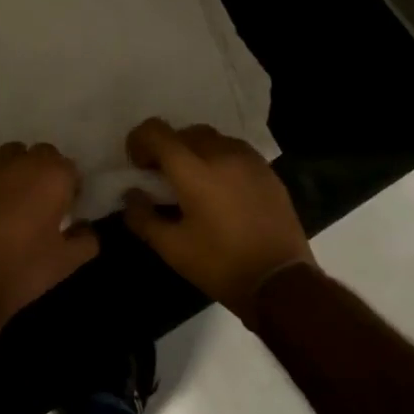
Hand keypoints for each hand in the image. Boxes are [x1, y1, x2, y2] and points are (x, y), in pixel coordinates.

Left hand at [0, 141, 99, 324]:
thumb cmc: (23, 268)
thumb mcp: (66, 262)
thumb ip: (86, 240)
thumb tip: (85, 228)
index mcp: (54, 175)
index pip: (69, 168)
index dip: (68, 187)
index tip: (63, 207)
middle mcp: (24, 159)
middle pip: (40, 154)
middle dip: (42, 172)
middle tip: (37, 202)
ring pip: (10, 152)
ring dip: (14, 167)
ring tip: (8, 195)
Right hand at [123, 118, 310, 315]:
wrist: (281, 282)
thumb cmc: (220, 265)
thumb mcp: (171, 249)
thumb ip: (142, 217)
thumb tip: (132, 194)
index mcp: (193, 170)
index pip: (156, 131)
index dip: (139, 141)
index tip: (139, 166)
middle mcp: (221, 154)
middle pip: (184, 132)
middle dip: (167, 148)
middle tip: (164, 178)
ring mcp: (249, 160)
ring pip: (212, 138)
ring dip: (194, 151)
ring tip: (195, 182)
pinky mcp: (268, 171)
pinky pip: (235, 151)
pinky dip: (219, 159)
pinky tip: (222, 189)